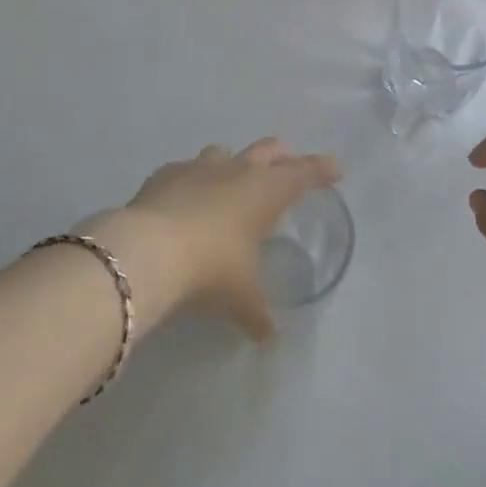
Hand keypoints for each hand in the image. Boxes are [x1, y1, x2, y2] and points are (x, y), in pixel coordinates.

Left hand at [116, 138, 340, 339]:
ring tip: (233, 181)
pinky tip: (186, 198)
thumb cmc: (212, 266)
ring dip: (233, 163)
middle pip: (267, 150)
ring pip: (224, 153)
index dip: (321, 169)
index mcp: (265, 190)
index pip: (303, 173)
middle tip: (287, 165)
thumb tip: (268, 336)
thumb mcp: (242, 296)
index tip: (336, 169)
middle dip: (280, 157)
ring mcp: (198, 167)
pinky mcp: (165, 174)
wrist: (149, 249)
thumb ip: (258, 313)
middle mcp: (236, 170)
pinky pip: (185, 169)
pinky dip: (192, 180)